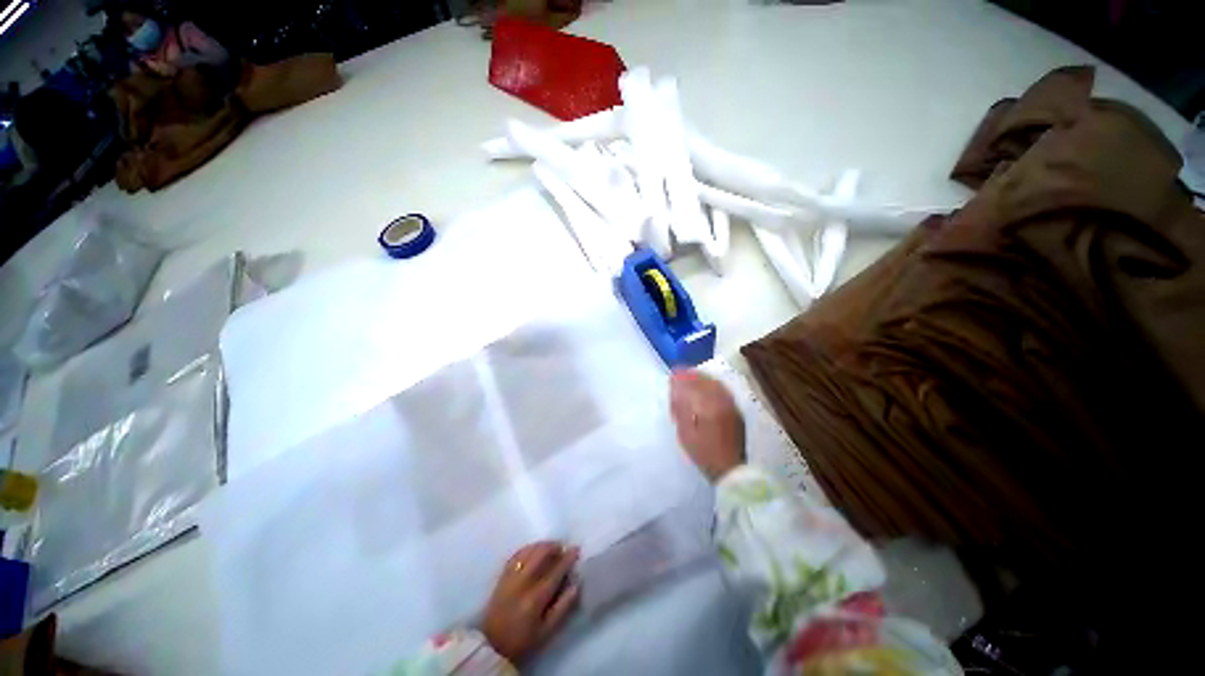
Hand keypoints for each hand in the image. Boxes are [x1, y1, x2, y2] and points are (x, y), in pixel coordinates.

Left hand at [482, 541, 580, 664]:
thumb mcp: (546, 631)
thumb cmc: (522, 639)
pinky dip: (528, 547)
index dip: (567, 558)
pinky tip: (534, 549)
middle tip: (563, 548)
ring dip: (542, 545)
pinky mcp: (502, 575)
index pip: (555, 571)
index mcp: (535, 598)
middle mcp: (523, 582)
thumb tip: (576, 585)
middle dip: (554, 546)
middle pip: (540, 554)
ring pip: (529, 550)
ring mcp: (511, 576)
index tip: (576, 549)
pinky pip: (517, 554)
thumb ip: (563, 608)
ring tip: (551, 547)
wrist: (491, 644)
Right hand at [670, 369, 745, 481]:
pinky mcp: (735, 409)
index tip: (672, 375)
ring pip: (715, 382)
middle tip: (679, 375)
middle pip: (704, 379)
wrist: (731, 469)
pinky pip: (722, 389)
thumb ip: (680, 408)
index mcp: (708, 406)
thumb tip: (675, 389)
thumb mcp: (685, 433)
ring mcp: (731, 404)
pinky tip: (705, 389)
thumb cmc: (704, 453)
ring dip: (701, 378)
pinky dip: (711, 384)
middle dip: (691, 375)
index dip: (680, 377)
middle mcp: (721, 400)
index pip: (692, 384)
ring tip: (690, 379)